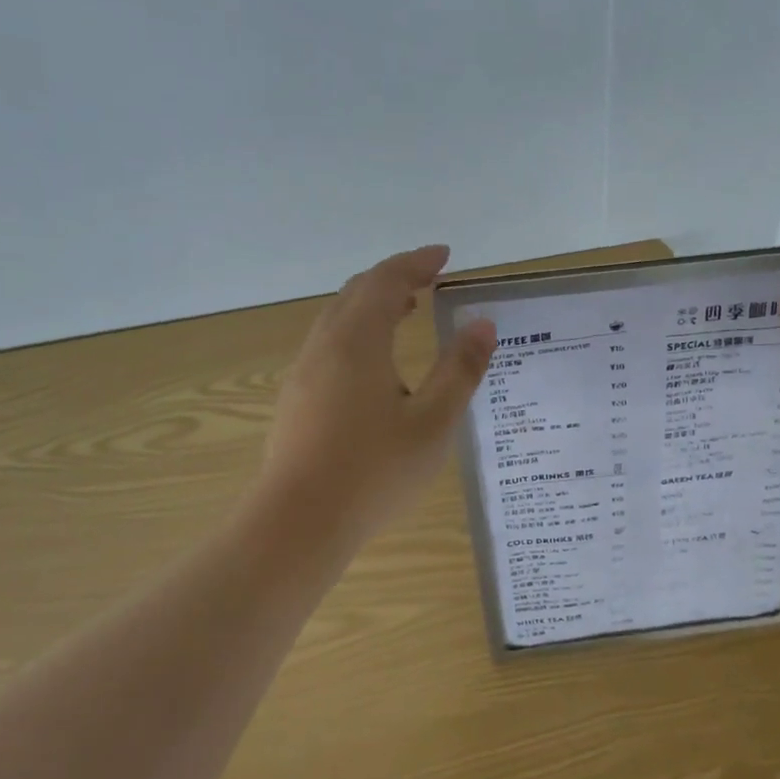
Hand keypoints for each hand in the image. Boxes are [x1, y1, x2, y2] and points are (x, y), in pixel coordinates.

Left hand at [264, 245, 496, 542]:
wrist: (298, 523)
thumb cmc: (374, 470)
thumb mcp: (434, 422)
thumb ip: (460, 370)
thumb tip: (483, 325)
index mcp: (358, 341)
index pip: (387, 280)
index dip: (417, 262)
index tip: (445, 255)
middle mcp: (325, 345)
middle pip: (357, 292)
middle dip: (394, 277)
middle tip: (429, 277)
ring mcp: (304, 372)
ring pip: (338, 317)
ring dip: (373, 303)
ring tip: (406, 309)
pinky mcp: (296, 398)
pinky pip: (329, 342)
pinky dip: (357, 329)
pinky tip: (375, 362)